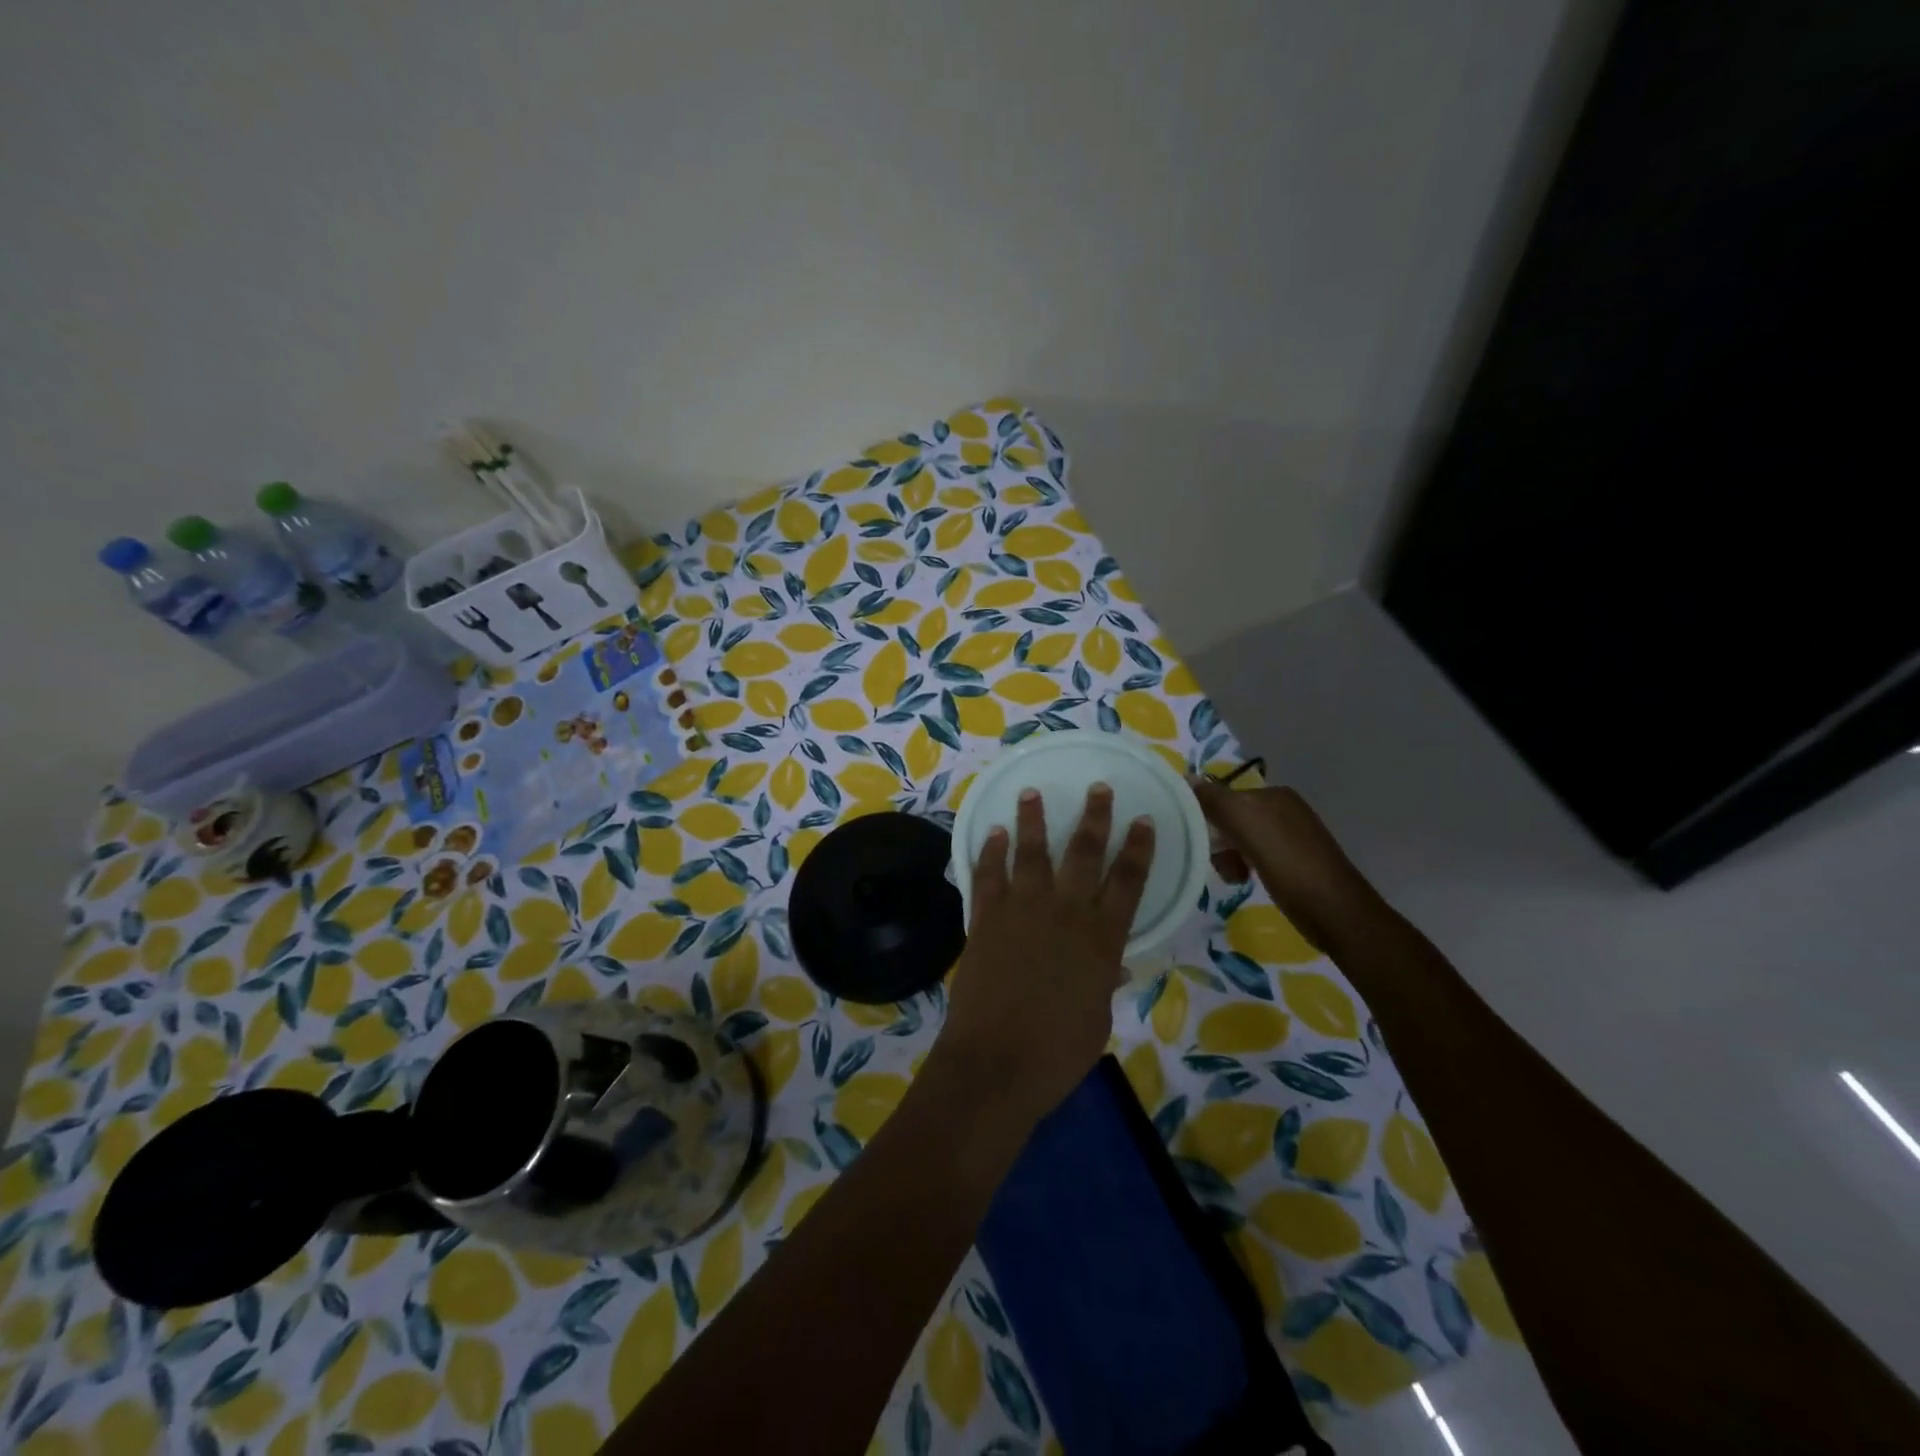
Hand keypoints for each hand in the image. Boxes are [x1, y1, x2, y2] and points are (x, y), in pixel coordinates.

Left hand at [937, 784, 1154, 1125]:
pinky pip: (988, 876)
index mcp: (1102, 939)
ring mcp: (1022, 911)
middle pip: (1084, 854)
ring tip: (1032, 792)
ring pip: (1031, 853)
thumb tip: (1114, 963)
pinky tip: (994, 832)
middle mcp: (1065, 914)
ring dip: (1033, 820)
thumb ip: (1104, 981)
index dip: (1138, 848)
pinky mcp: (986, 919)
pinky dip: (991, 852)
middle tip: (1098, 788)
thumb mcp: (1097, 1019)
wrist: (996, 1063)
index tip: (1143, 820)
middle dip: (1094, 818)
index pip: (1128, 882)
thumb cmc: (1057, 1053)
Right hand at [1189, 779, 1378, 953]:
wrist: (1334, 911)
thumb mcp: (1246, 824)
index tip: (1196, 840)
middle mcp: (1283, 809)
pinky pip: (1254, 856)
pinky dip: (1243, 866)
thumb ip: (1215, 800)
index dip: (1205, 816)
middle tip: (1216, 862)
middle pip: (1231, 817)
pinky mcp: (1293, 862)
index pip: (1223, 795)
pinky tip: (1244, 880)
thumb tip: (1188, 778)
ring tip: (1232, 876)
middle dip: (1217, 840)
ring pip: (1240, 839)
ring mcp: (1290, 836)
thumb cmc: (1288, 862)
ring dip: (1228, 856)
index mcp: (1273, 794)